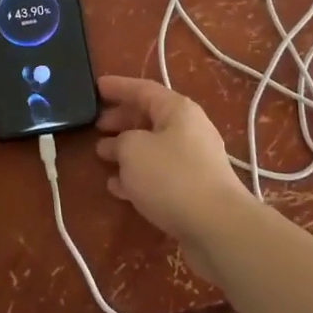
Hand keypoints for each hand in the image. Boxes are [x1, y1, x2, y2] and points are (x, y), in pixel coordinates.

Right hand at [95, 75, 253, 279]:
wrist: (217, 226)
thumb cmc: (171, 177)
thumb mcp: (133, 150)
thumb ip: (120, 141)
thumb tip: (119, 145)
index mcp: (178, 109)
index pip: (143, 89)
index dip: (118, 87)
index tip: (96, 86)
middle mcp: (189, 129)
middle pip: (149, 117)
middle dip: (121, 120)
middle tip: (96, 126)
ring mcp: (193, 160)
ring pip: (153, 147)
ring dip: (127, 149)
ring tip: (101, 155)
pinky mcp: (193, 189)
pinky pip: (159, 173)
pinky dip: (138, 175)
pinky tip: (117, 187)